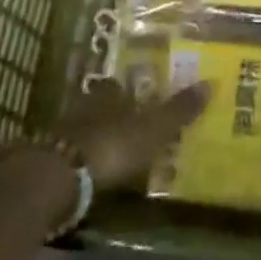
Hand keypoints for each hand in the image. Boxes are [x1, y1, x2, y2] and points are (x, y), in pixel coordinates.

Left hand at [53, 79, 211, 189]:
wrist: (58, 177)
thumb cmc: (112, 146)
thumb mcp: (153, 130)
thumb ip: (179, 111)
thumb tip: (211, 82)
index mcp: (111, 93)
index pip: (121, 85)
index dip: (132, 92)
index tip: (143, 101)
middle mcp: (86, 104)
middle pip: (103, 105)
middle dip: (115, 114)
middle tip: (131, 128)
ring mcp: (64, 130)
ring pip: (85, 127)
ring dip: (97, 137)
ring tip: (113, 153)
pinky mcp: (49, 158)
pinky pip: (71, 152)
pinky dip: (82, 160)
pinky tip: (90, 172)